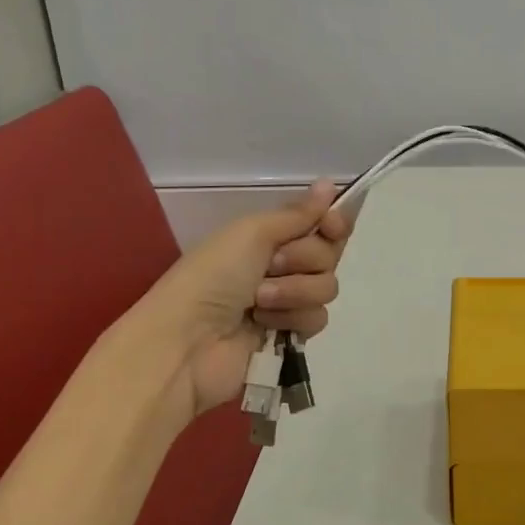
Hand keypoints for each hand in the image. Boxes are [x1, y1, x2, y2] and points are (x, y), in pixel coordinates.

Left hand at [134, 182, 353, 415]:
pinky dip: (292, 318)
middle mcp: (283, 265)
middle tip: (272, 266)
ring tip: (259, 301)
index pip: (322, 223)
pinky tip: (264, 324)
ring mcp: (288, 301)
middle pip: (329, 254)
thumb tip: (330, 183)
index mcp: (270, 236)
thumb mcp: (252, 233)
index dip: (334, 223)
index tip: (331, 225)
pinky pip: (317, 318)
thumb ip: (297, 214)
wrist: (189, 340)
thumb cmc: (214, 277)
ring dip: (294, 291)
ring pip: (326, 287)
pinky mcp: (291, 334)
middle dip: (304, 258)